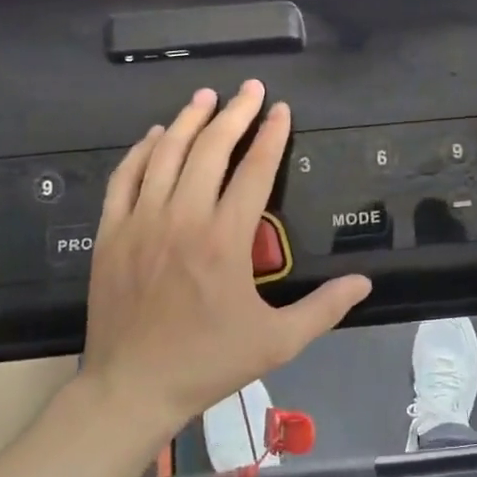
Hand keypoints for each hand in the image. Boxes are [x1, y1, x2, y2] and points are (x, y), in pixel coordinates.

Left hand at [78, 82, 371, 443]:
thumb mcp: (278, 341)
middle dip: (234, 113)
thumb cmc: (208, 362)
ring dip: (188, 120)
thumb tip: (365, 282)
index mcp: (225, 239)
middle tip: (249, 88)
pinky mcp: (112, 233)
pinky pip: (125, 177)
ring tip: (206, 97)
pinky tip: (154, 135)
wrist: (132, 387)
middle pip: (210, 149)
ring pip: (166, 154)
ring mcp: (141, 222)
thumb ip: (324, 307)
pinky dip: (141, 150)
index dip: (271, 135)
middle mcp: (183, 218)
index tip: (280, 109)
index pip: (254, 170)